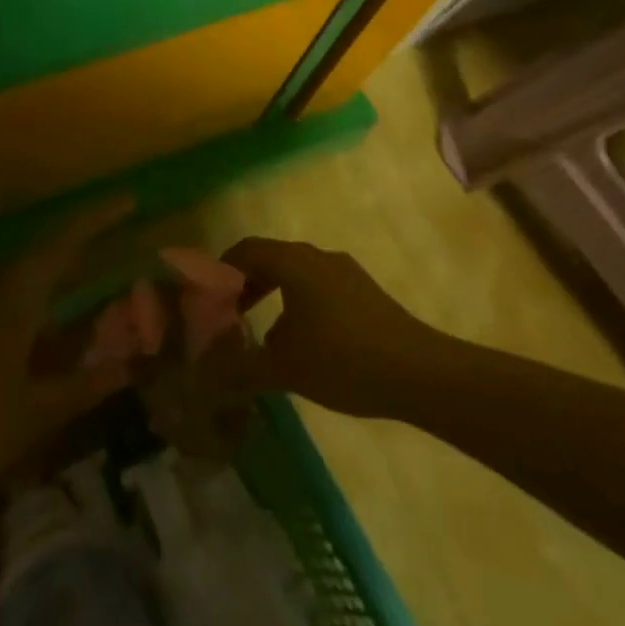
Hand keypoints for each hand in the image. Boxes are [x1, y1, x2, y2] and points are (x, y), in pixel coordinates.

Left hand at [0, 196, 135, 518]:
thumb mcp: (34, 417)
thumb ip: (82, 387)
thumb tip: (129, 367)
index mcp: (12, 306)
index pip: (61, 248)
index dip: (95, 221)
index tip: (126, 200)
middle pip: (36, 263)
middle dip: (71, 260)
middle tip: (103, 260)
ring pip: (10, 288)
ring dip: (39, 298)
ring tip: (61, 328)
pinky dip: (11, 320)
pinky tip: (17, 356)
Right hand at [223, 237, 437, 418]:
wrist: (420, 373)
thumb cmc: (343, 360)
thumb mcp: (283, 368)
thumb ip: (240, 368)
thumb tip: (203, 376)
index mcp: (293, 262)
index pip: (246, 249)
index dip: (222, 268)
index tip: (207, 295)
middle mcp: (317, 256)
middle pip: (272, 258)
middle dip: (248, 283)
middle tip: (231, 313)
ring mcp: (345, 272)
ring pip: (298, 273)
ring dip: (276, 294)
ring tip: (266, 334)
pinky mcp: (366, 292)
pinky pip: (321, 287)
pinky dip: (301, 304)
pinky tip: (306, 343)